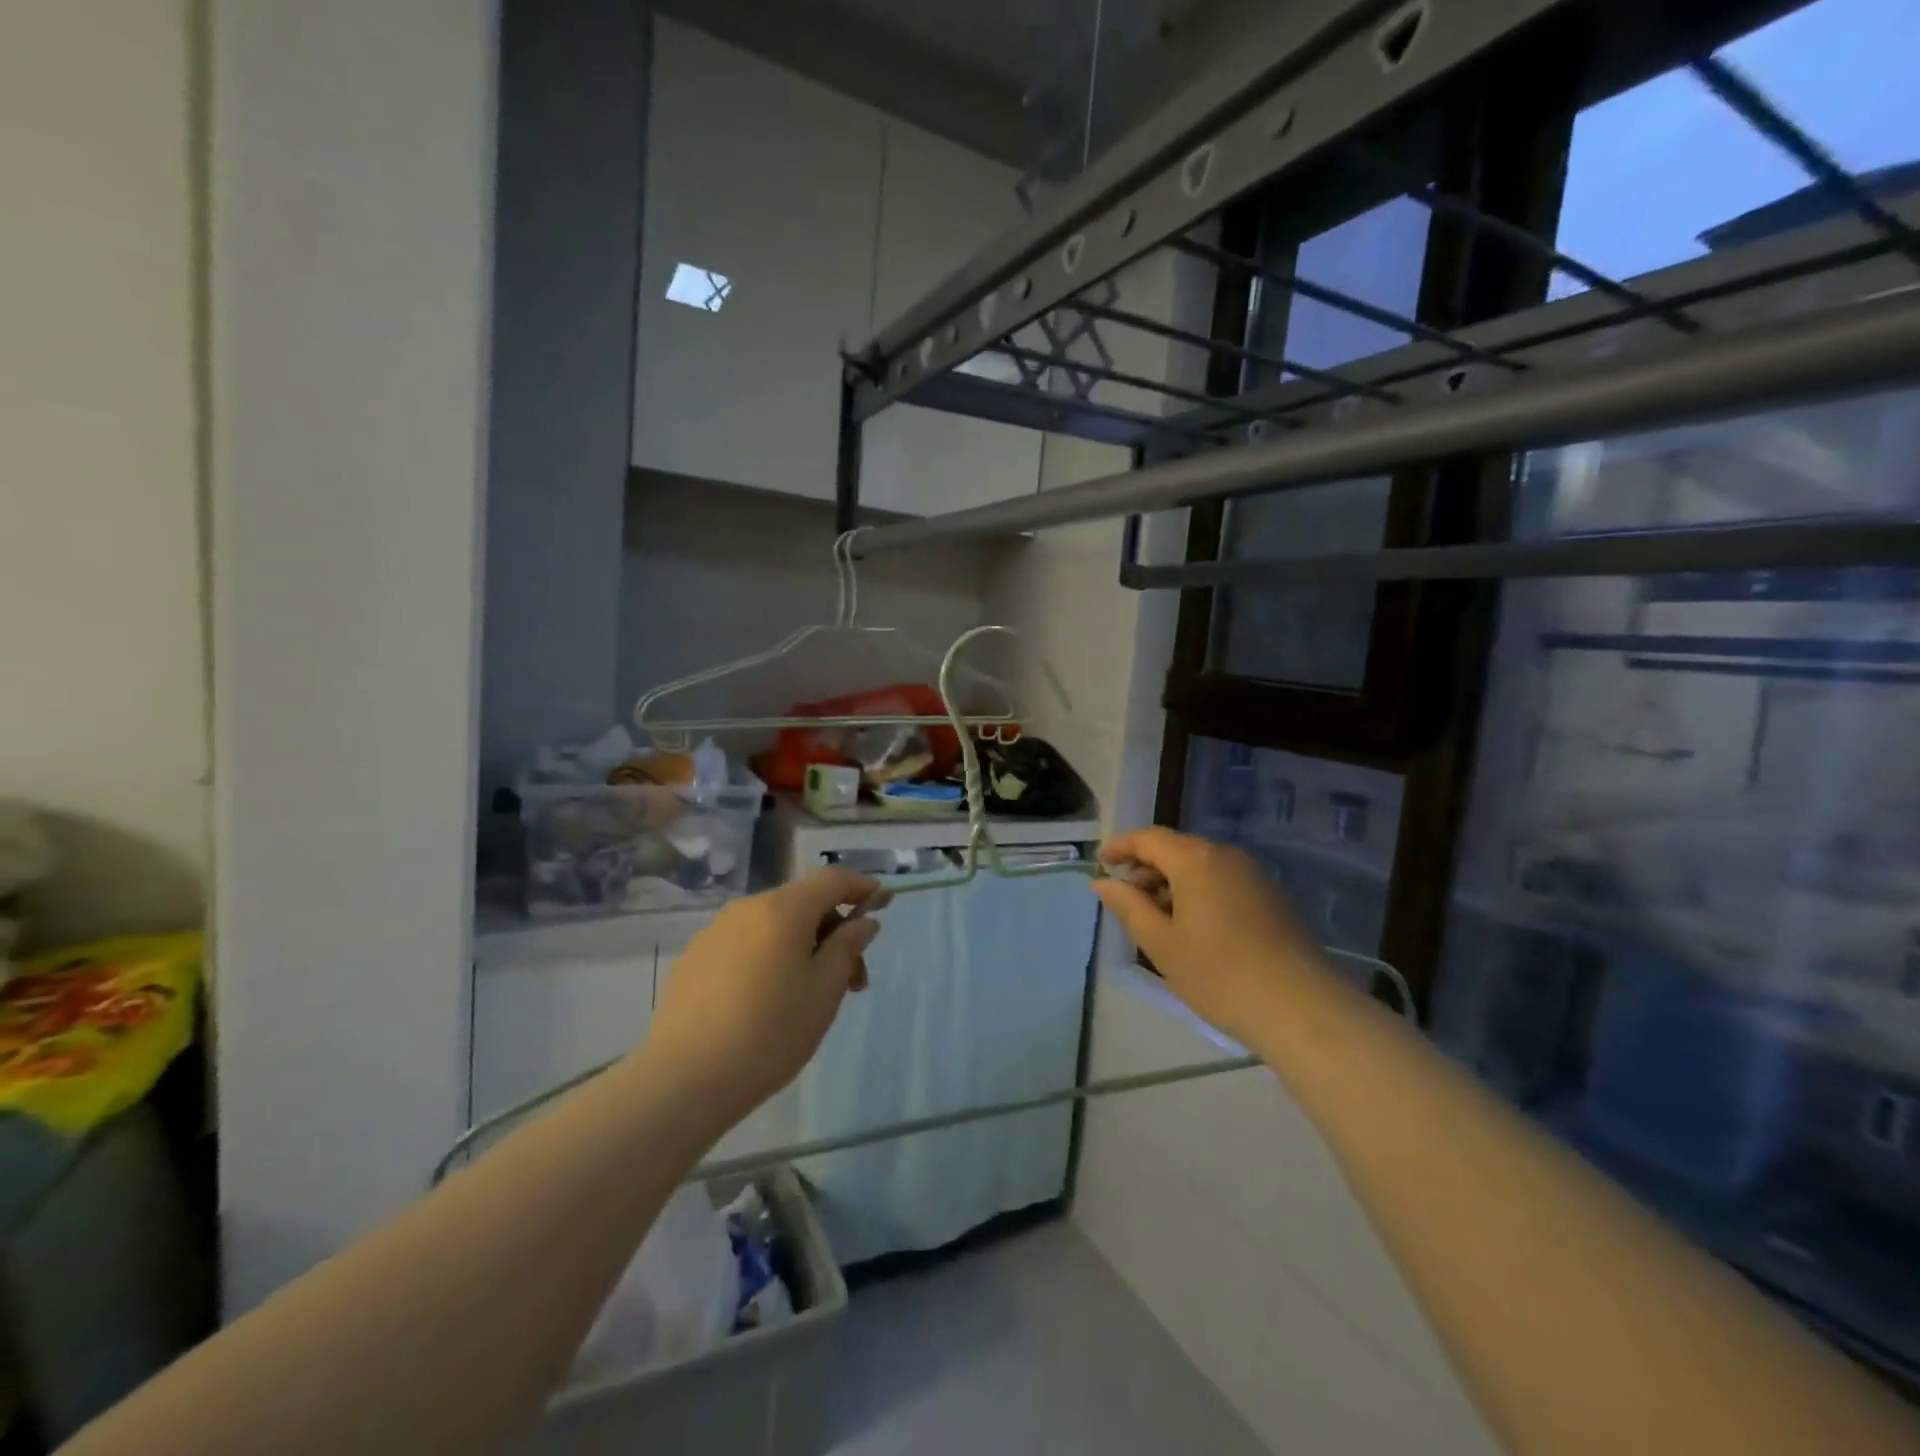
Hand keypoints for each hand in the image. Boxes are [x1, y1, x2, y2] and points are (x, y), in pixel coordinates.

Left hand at [643, 868, 881, 1125]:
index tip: (882, 902)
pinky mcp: (695, 957)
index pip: (832, 879)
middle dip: (834, 931)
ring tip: (812, 995)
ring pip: (774, 925)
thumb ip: (847, 948)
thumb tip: (863, 921)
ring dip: (802, 946)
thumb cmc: (770, 1032)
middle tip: (852, 980)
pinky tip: (769, 1000)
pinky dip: (770, 957)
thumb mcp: (824, 991)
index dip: (861, 885)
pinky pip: (746, 943)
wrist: (685, 1079)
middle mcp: (748, 908)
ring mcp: (716, 931)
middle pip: (803, 903)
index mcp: (783, 909)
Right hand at [1091, 827, 1325, 1047]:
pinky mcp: (1272, 897)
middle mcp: (1226, 856)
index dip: (1120, 847)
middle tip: (1125, 898)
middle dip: (1146, 867)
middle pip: (1176, 848)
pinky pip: (1223, 881)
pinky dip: (1199, 892)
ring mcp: (1254, 875)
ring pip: (1201, 866)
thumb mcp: (1161, 944)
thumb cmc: (1219, 974)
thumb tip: (1103, 882)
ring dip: (1172, 882)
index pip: (1148, 838)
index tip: (1100, 863)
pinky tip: (1194, 928)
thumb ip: (1128, 907)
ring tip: (1157, 918)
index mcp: (1196, 860)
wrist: (1302, 1009)